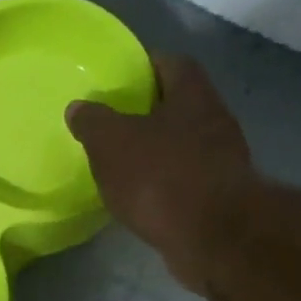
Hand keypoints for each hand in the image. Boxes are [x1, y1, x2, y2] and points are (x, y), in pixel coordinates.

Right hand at [68, 55, 258, 293]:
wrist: (213, 237)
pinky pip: (186, 182)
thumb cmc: (161, 176)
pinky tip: (141, 198)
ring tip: (122, 163)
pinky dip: (164, 185)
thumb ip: (93, 122)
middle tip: (113, 123)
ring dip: (157, 152)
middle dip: (149, 113)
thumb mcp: (111, 142)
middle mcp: (214, 121)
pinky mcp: (220, 199)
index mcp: (193, 96)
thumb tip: (78, 108)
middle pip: (179, 106)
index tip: (121, 77)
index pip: (172, 63)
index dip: (146, 65)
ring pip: (183, 146)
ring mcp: (222, 162)